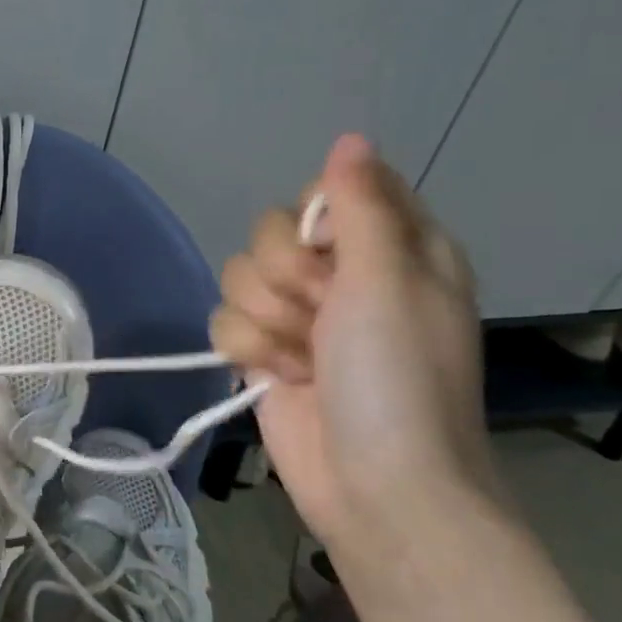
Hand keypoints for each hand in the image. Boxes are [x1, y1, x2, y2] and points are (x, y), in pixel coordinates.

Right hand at [209, 134, 491, 546]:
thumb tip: (349, 138)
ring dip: (267, 321)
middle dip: (286, 278)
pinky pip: (224, 321)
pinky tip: (280, 377)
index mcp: (391, 249)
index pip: (328, 192)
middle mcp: (342, 277)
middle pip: (269, 234)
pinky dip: (247, 350)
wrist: (376, 483)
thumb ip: (361, 205)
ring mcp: (299, 317)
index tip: (332, 254)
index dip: (316, 221)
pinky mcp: (262, 352)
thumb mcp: (389, 280)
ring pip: (238, 278)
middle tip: (323, 314)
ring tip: (304, 359)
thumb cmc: (398, 378)